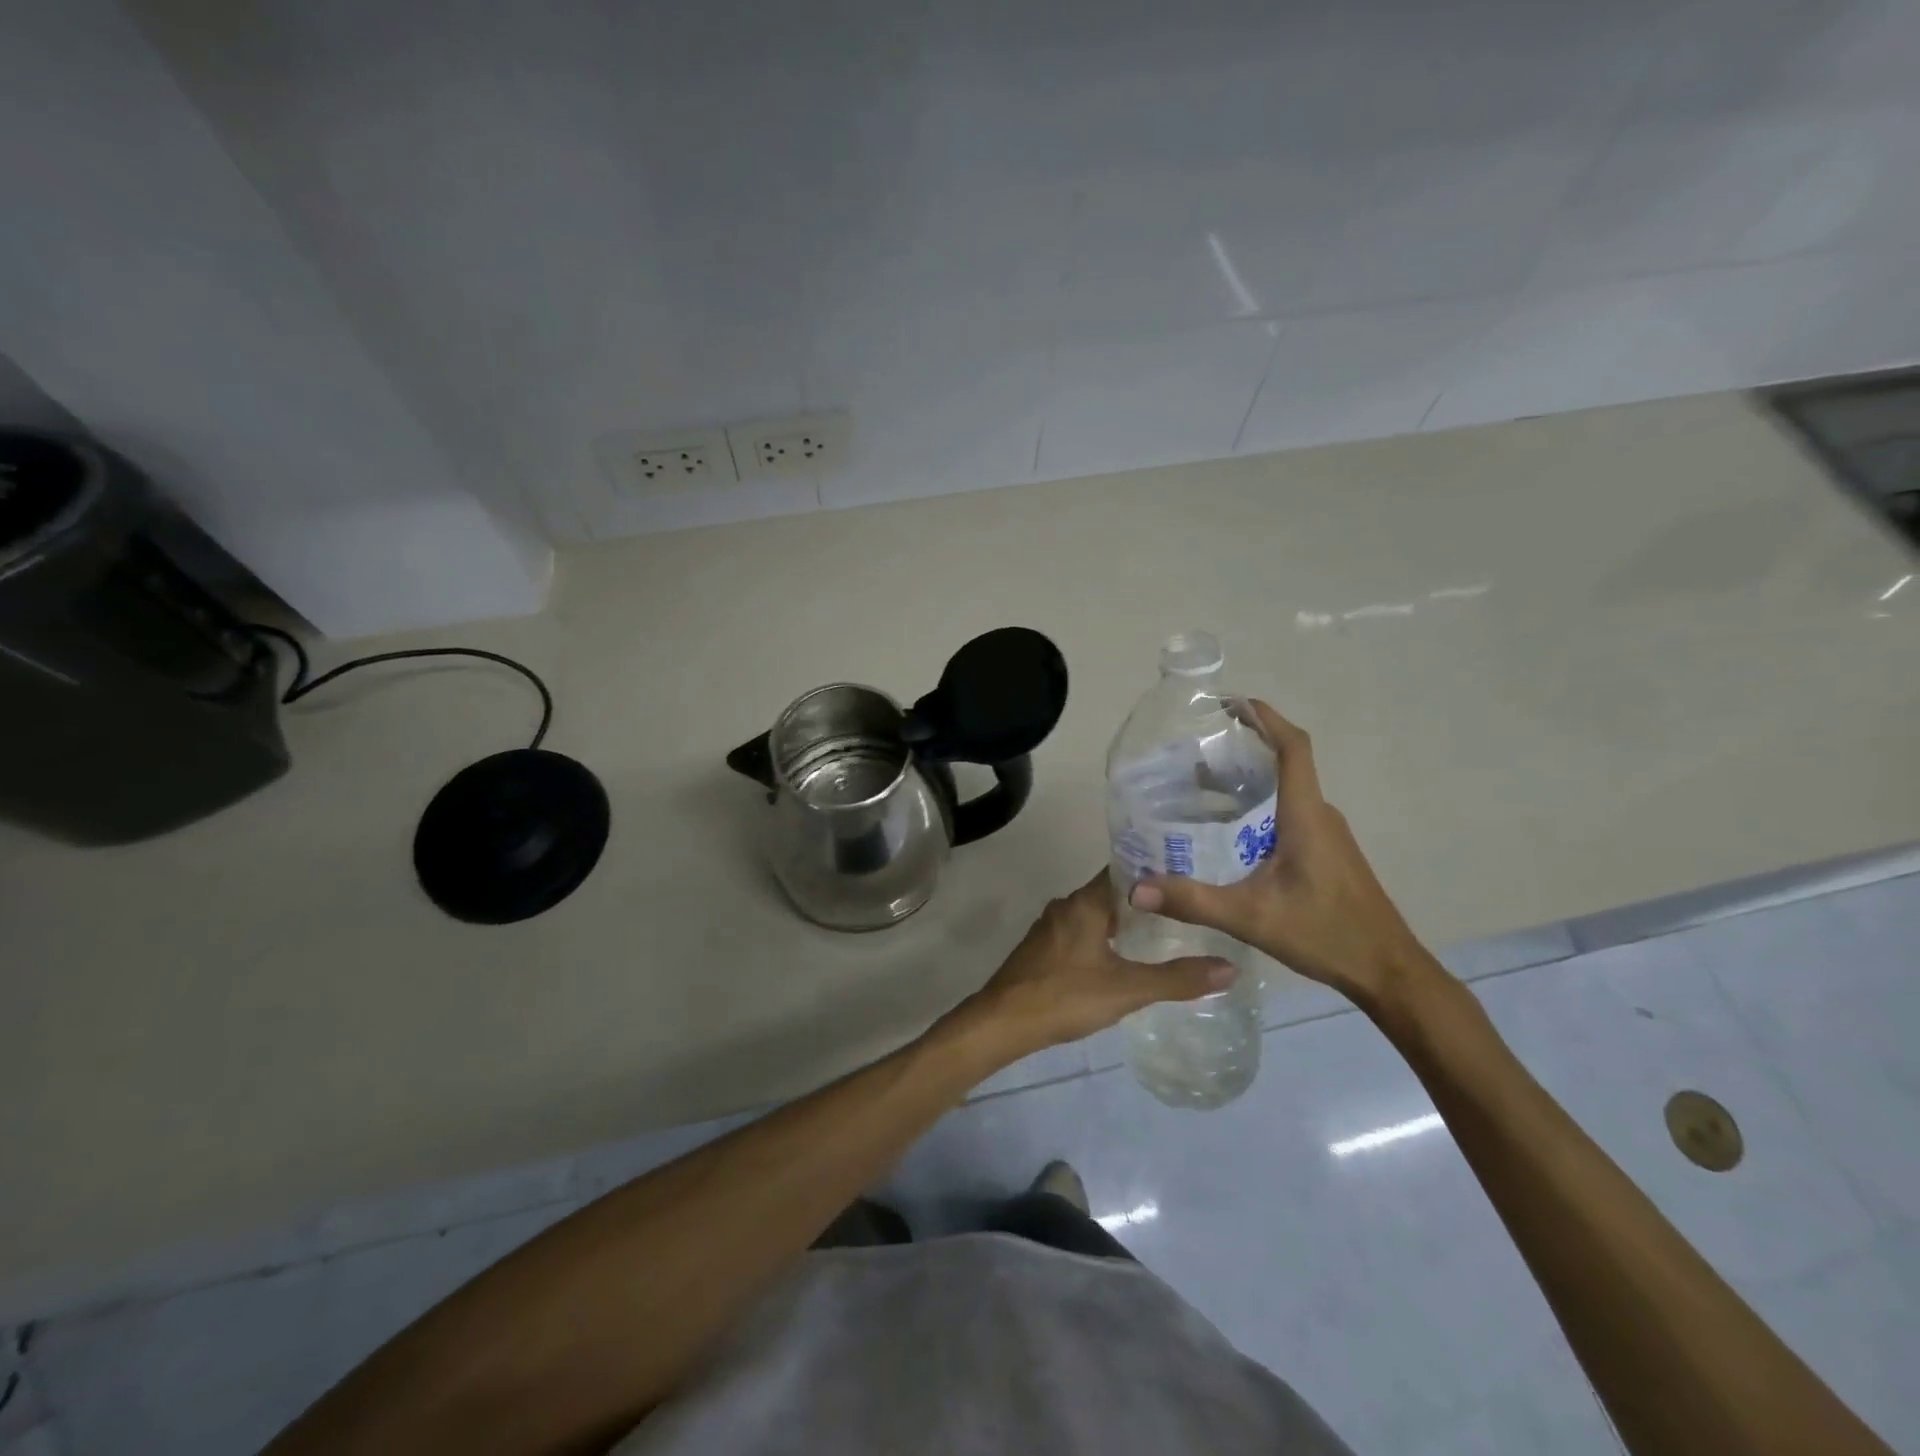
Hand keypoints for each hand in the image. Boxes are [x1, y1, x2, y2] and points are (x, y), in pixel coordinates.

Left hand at [966, 869, 1235, 1055]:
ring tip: (1161, 931)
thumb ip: (1178, 979)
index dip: (1154, 871)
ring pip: (1094, 914)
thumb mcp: (1128, 989)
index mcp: (1085, 903)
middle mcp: (1066, 906)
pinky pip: (1080, 931)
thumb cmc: (1065, 996)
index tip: (1186, 875)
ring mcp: (1050, 927)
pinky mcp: (1041, 948)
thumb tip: (1230, 967)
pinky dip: (1103, 937)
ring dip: (1122, 920)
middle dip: (1144, 900)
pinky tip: (1122, 956)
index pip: (1123, 871)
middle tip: (1184, 907)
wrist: (1003, 1021)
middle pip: (1110, 893)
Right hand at [1129, 700, 1430, 1006]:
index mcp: (1305, 815)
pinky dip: (1259, 805)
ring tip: (1203, 782)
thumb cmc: (1326, 933)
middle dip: (1245, 746)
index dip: (1266, 718)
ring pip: (1286, 790)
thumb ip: (1193, 900)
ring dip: (1250, 778)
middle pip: (1286, 763)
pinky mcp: (1327, 853)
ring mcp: (1327, 835)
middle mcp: (1319, 815)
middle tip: (1197, 747)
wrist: (1387, 971)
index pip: (1293, 748)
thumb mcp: (1251, 917)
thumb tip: (1136, 890)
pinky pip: (1290, 813)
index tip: (1231, 703)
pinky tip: (1230, 830)